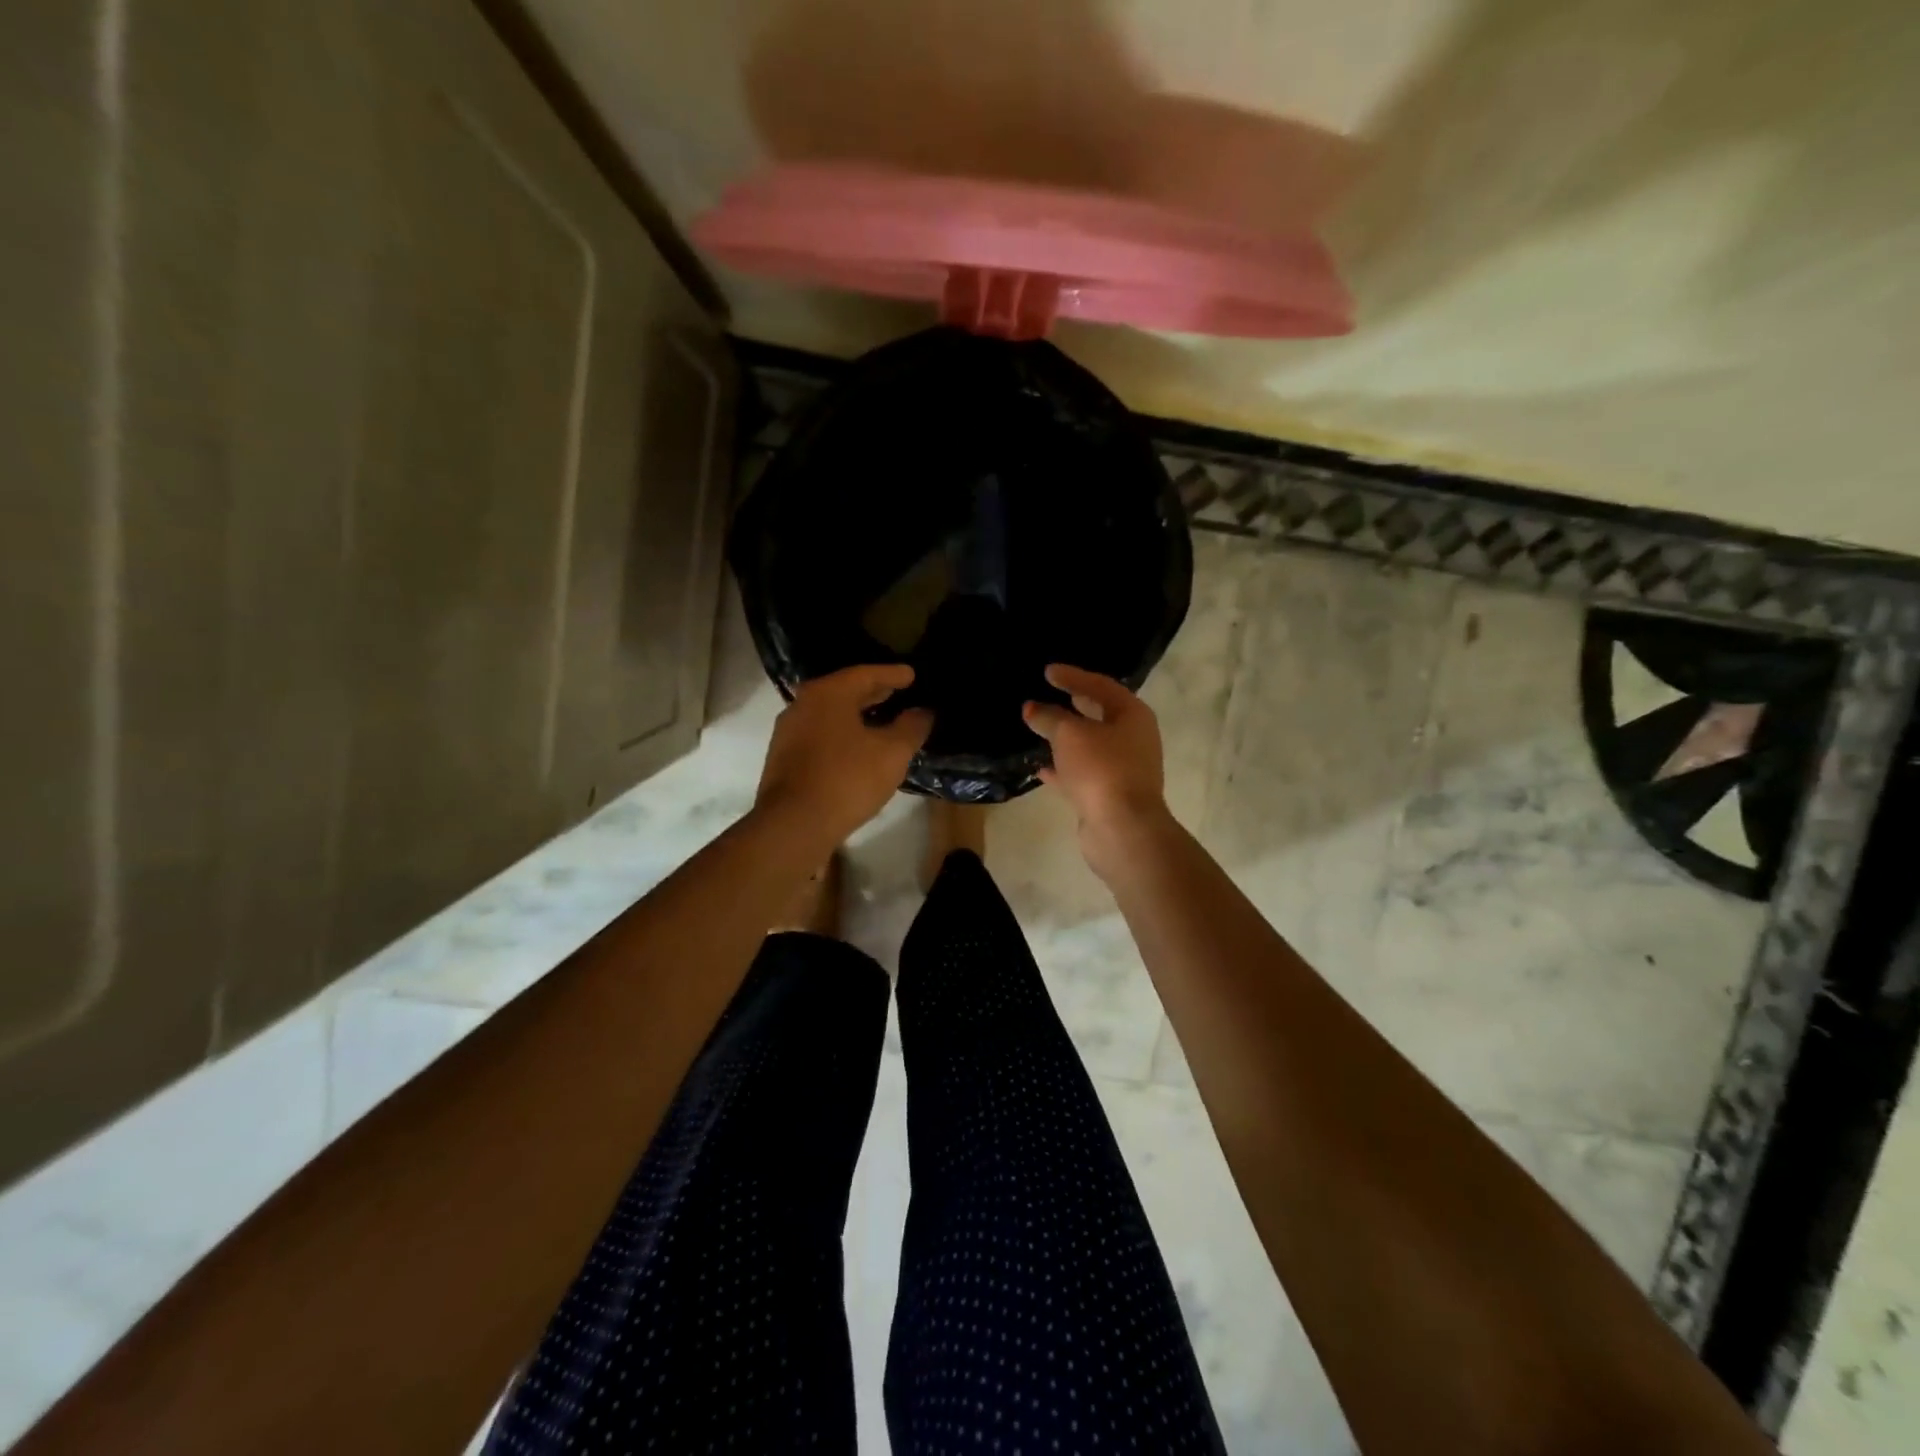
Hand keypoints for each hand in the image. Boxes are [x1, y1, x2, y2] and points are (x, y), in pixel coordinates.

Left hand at [756, 665, 932, 848]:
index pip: (865, 674)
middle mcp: (803, 704)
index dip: (892, 674)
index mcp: (828, 694)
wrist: (794, 824)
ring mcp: (789, 731)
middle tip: (898, 692)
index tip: (912, 675)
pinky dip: (841, 733)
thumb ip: (911, 728)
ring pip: (830, 714)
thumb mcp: (892, 753)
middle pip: (844, 691)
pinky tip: (857, 748)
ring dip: (856, 714)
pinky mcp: (784, 757)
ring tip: (881, 720)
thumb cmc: (847, 779)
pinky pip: (820, 734)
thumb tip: (922, 712)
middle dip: (873, 692)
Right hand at [1023, 665, 1171, 877]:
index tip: (1047, 672)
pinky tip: (1040, 767)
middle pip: (1100, 714)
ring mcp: (1123, 769)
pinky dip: (1063, 768)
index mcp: (1132, 715)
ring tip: (1039, 728)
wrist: (1122, 829)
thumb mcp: (1069, 735)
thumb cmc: (1101, 769)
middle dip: (1073, 705)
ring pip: (1090, 746)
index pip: (1100, 686)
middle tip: (1049, 694)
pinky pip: (1083, 773)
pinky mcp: (1109, 795)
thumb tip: (1032, 708)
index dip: (1073, 677)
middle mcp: (1133, 739)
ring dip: (1066, 738)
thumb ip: (1049, 718)